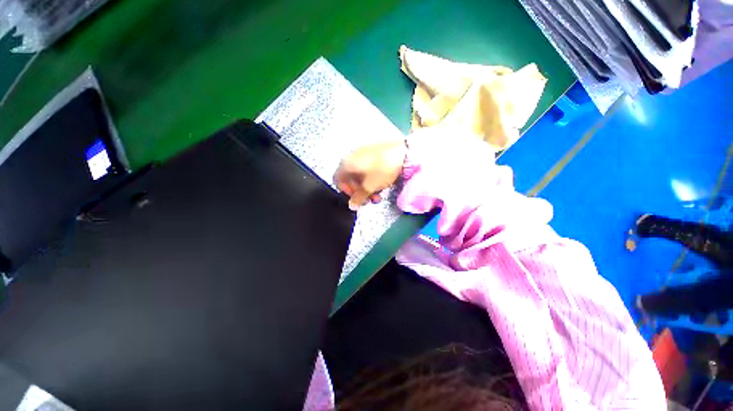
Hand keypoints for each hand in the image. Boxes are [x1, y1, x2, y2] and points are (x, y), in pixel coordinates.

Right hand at [334, 140, 407, 209]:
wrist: (403, 152)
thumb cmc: (382, 170)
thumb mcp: (370, 187)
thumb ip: (359, 198)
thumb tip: (352, 206)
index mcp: (346, 163)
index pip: (338, 180)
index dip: (346, 192)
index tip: (357, 198)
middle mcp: (351, 156)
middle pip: (349, 178)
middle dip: (359, 192)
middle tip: (370, 199)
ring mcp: (361, 153)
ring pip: (359, 174)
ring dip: (366, 187)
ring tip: (378, 194)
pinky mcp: (372, 152)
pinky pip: (366, 167)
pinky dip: (370, 178)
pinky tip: (380, 183)